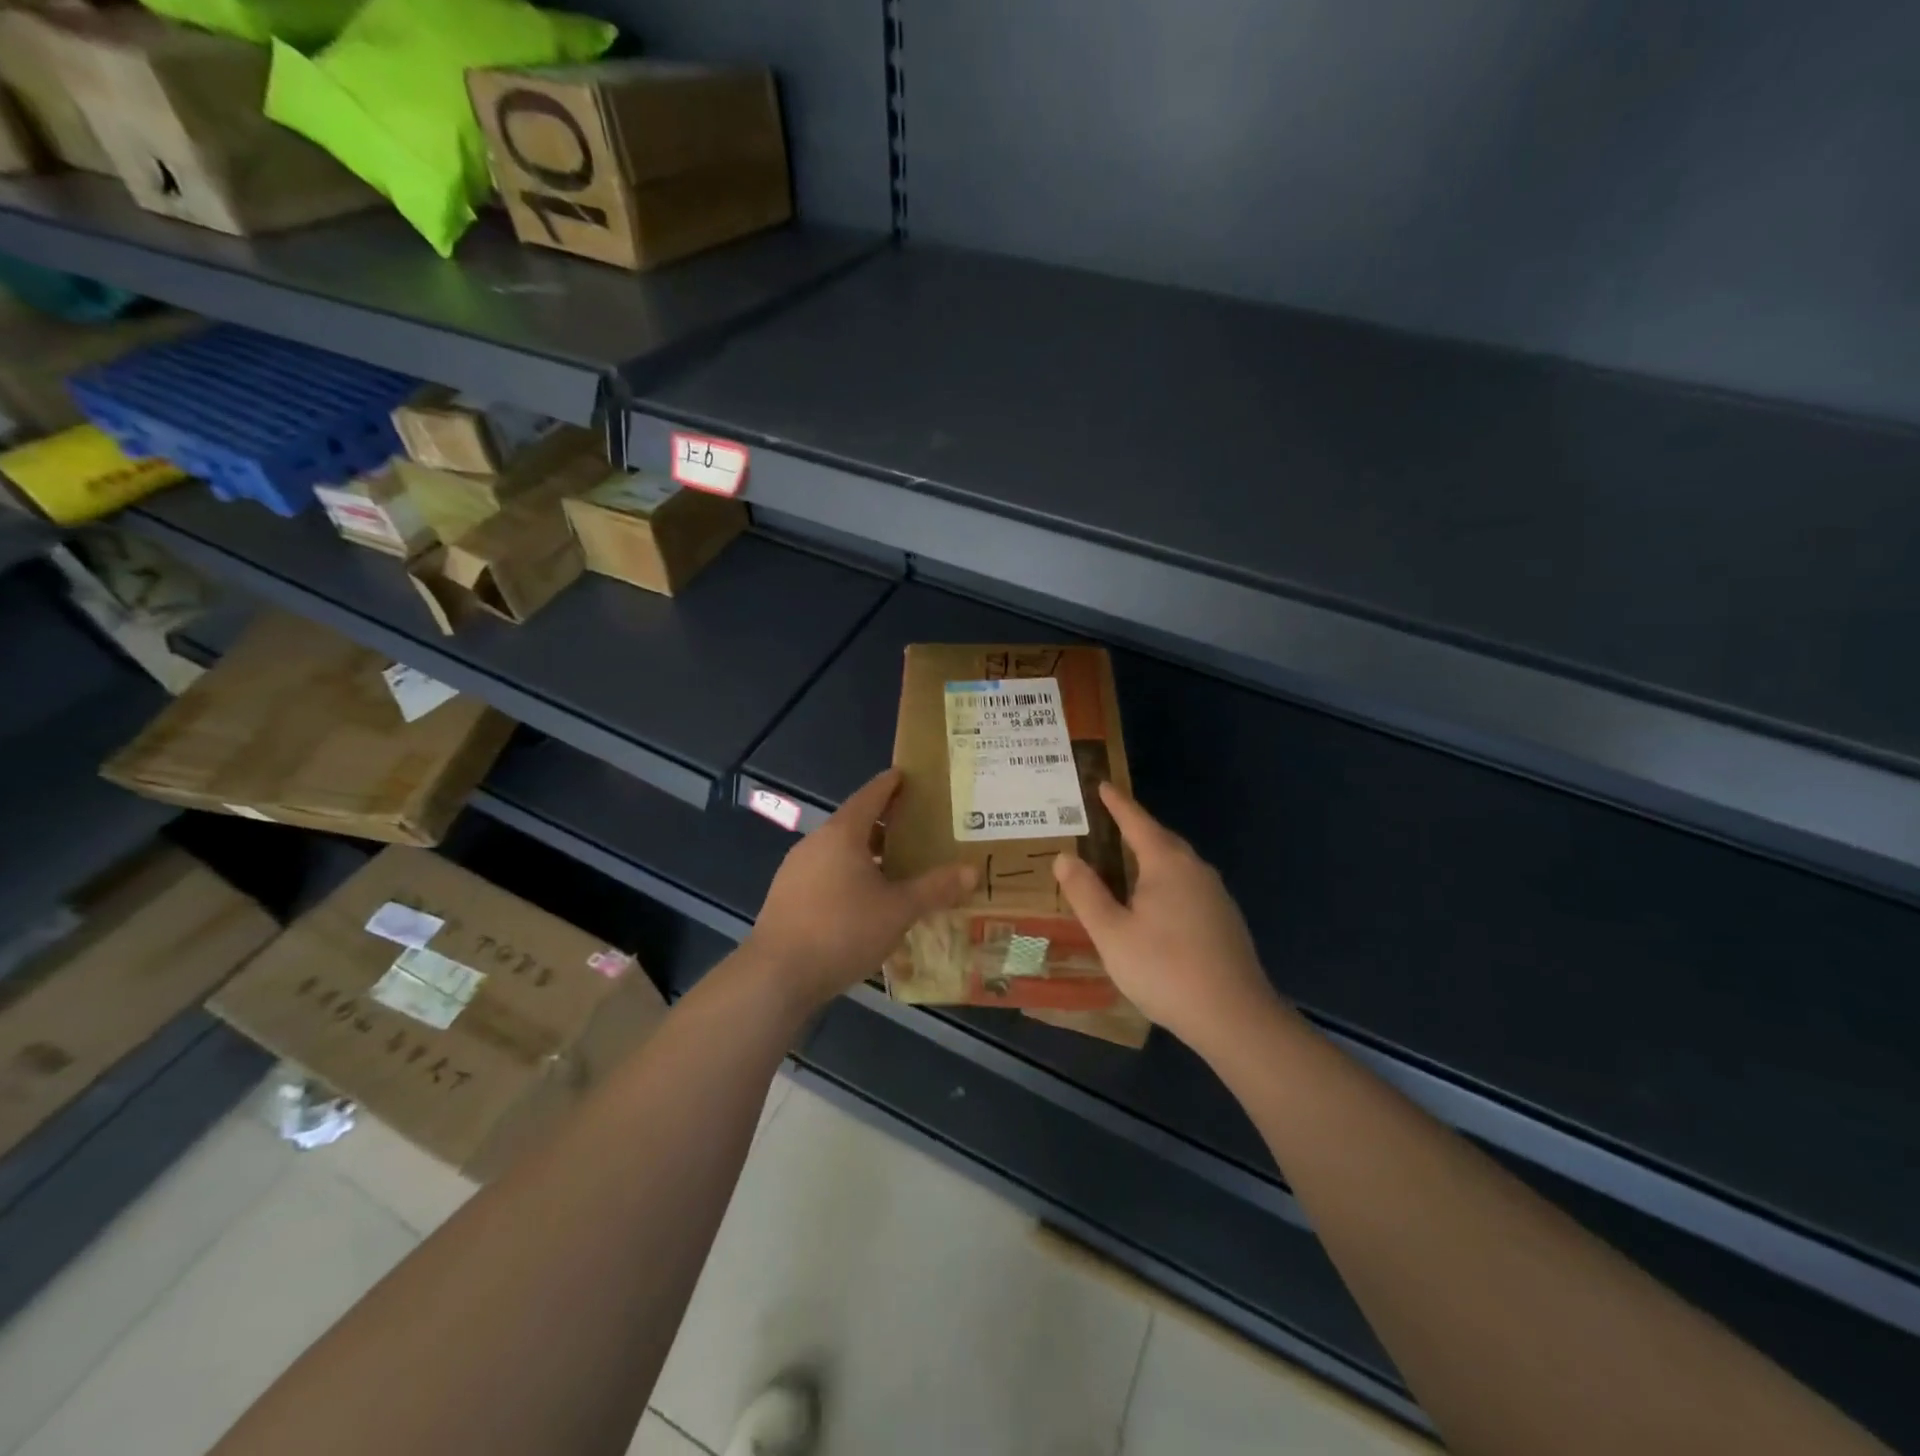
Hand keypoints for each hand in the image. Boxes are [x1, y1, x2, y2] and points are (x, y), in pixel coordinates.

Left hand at [747, 769, 975, 1010]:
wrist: (777, 976)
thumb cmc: (842, 931)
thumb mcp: (898, 910)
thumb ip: (935, 888)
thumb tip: (972, 871)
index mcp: (842, 834)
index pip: (870, 796)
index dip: (890, 784)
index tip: (907, 775)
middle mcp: (816, 843)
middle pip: (854, 822)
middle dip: (884, 822)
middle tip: (916, 824)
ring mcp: (796, 870)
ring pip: (839, 850)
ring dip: (867, 851)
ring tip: (897, 863)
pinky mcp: (787, 896)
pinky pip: (826, 872)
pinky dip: (849, 874)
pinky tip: (866, 898)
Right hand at [1053, 782, 1282, 1055]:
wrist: (1234, 1017)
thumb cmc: (1164, 969)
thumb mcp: (1112, 933)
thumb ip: (1086, 893)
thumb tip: (1064, 857)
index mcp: (1167, 864)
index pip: (1136, 822)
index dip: (1117, 804)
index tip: (1102, 784)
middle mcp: (1195, 870)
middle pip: (1161, 839)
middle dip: (1135, 828)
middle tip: (1109, 821)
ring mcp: (1215, 895)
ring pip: (1177, 864)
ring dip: (1151, 856)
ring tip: (1126, 861)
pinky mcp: (1225, 920)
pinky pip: (1188, 885)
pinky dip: (1165, 881)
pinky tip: (1155, 904)